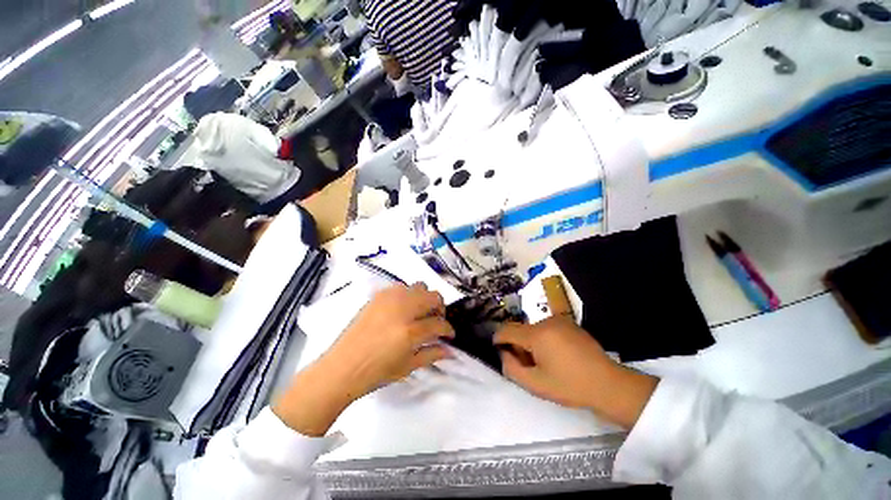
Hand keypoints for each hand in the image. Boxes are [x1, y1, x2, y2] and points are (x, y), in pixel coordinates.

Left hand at [326, 282, 454, 396]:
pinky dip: (409, 295)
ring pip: (420, 287)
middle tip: (435, 321)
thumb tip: (450, 350)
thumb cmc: (376, 372)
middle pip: (433, 297)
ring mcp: (389, 299)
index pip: (439, 323)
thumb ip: (432, 354)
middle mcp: (402, 308)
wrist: (342, 366)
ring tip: (420, 314)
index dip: (448, 329)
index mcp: (410, 331)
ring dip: (425, 299)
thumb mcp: (408, 367)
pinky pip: (402, 287)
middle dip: (440, 309)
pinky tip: (403, 310)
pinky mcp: (379, 295)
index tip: (449, 334)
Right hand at [494, 317, 657, 428]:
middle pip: (520, 329)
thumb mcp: (536, 385)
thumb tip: (503, 354)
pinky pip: (546, 328)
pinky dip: (542, 339)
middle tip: (526, 365)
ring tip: (543, 362)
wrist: (608, 384)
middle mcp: (546, 321)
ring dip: (530, 342)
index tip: (497, 349)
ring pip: (533, 329)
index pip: (507, 330)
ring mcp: (559, 320)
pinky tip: (555, 355)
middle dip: (517, 345)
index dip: (498, 339)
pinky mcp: (569, 323)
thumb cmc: (570, 386)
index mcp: (537, 334)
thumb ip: (512, 368)